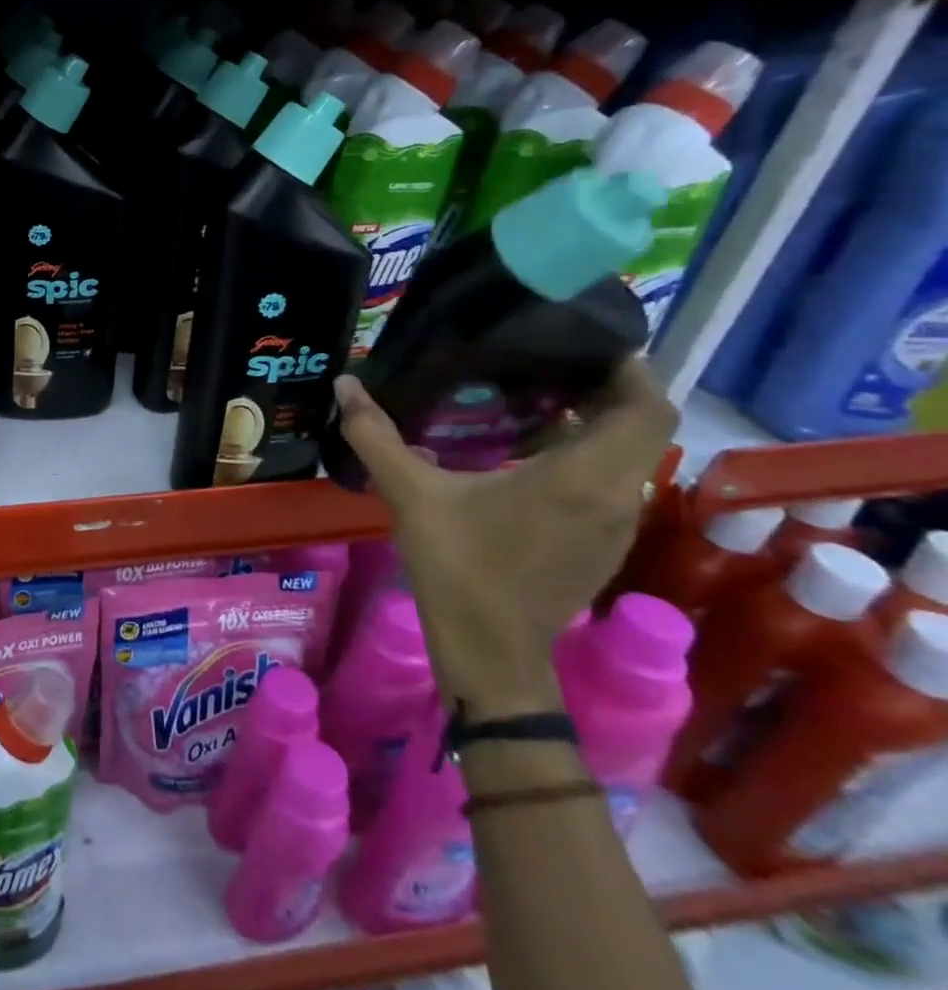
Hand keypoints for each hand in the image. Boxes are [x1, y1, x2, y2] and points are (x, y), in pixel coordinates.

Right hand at [332, 360, 676, 718]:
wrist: (491, 650)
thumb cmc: (459, 566)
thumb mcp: (409, 493)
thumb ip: (375, 435)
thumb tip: (344, 384)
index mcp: (582, 477)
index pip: (645, 406)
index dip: (629, 366)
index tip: (584, 338)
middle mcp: (617, 495)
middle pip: (643, 424)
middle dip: (606, 387)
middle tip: (548, 359)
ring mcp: (616, 523)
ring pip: (630, 455)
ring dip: (597, 422)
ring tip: (535, 396)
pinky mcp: (604, 543)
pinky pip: (612, 480)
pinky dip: (587, 454)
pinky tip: (528, 453)